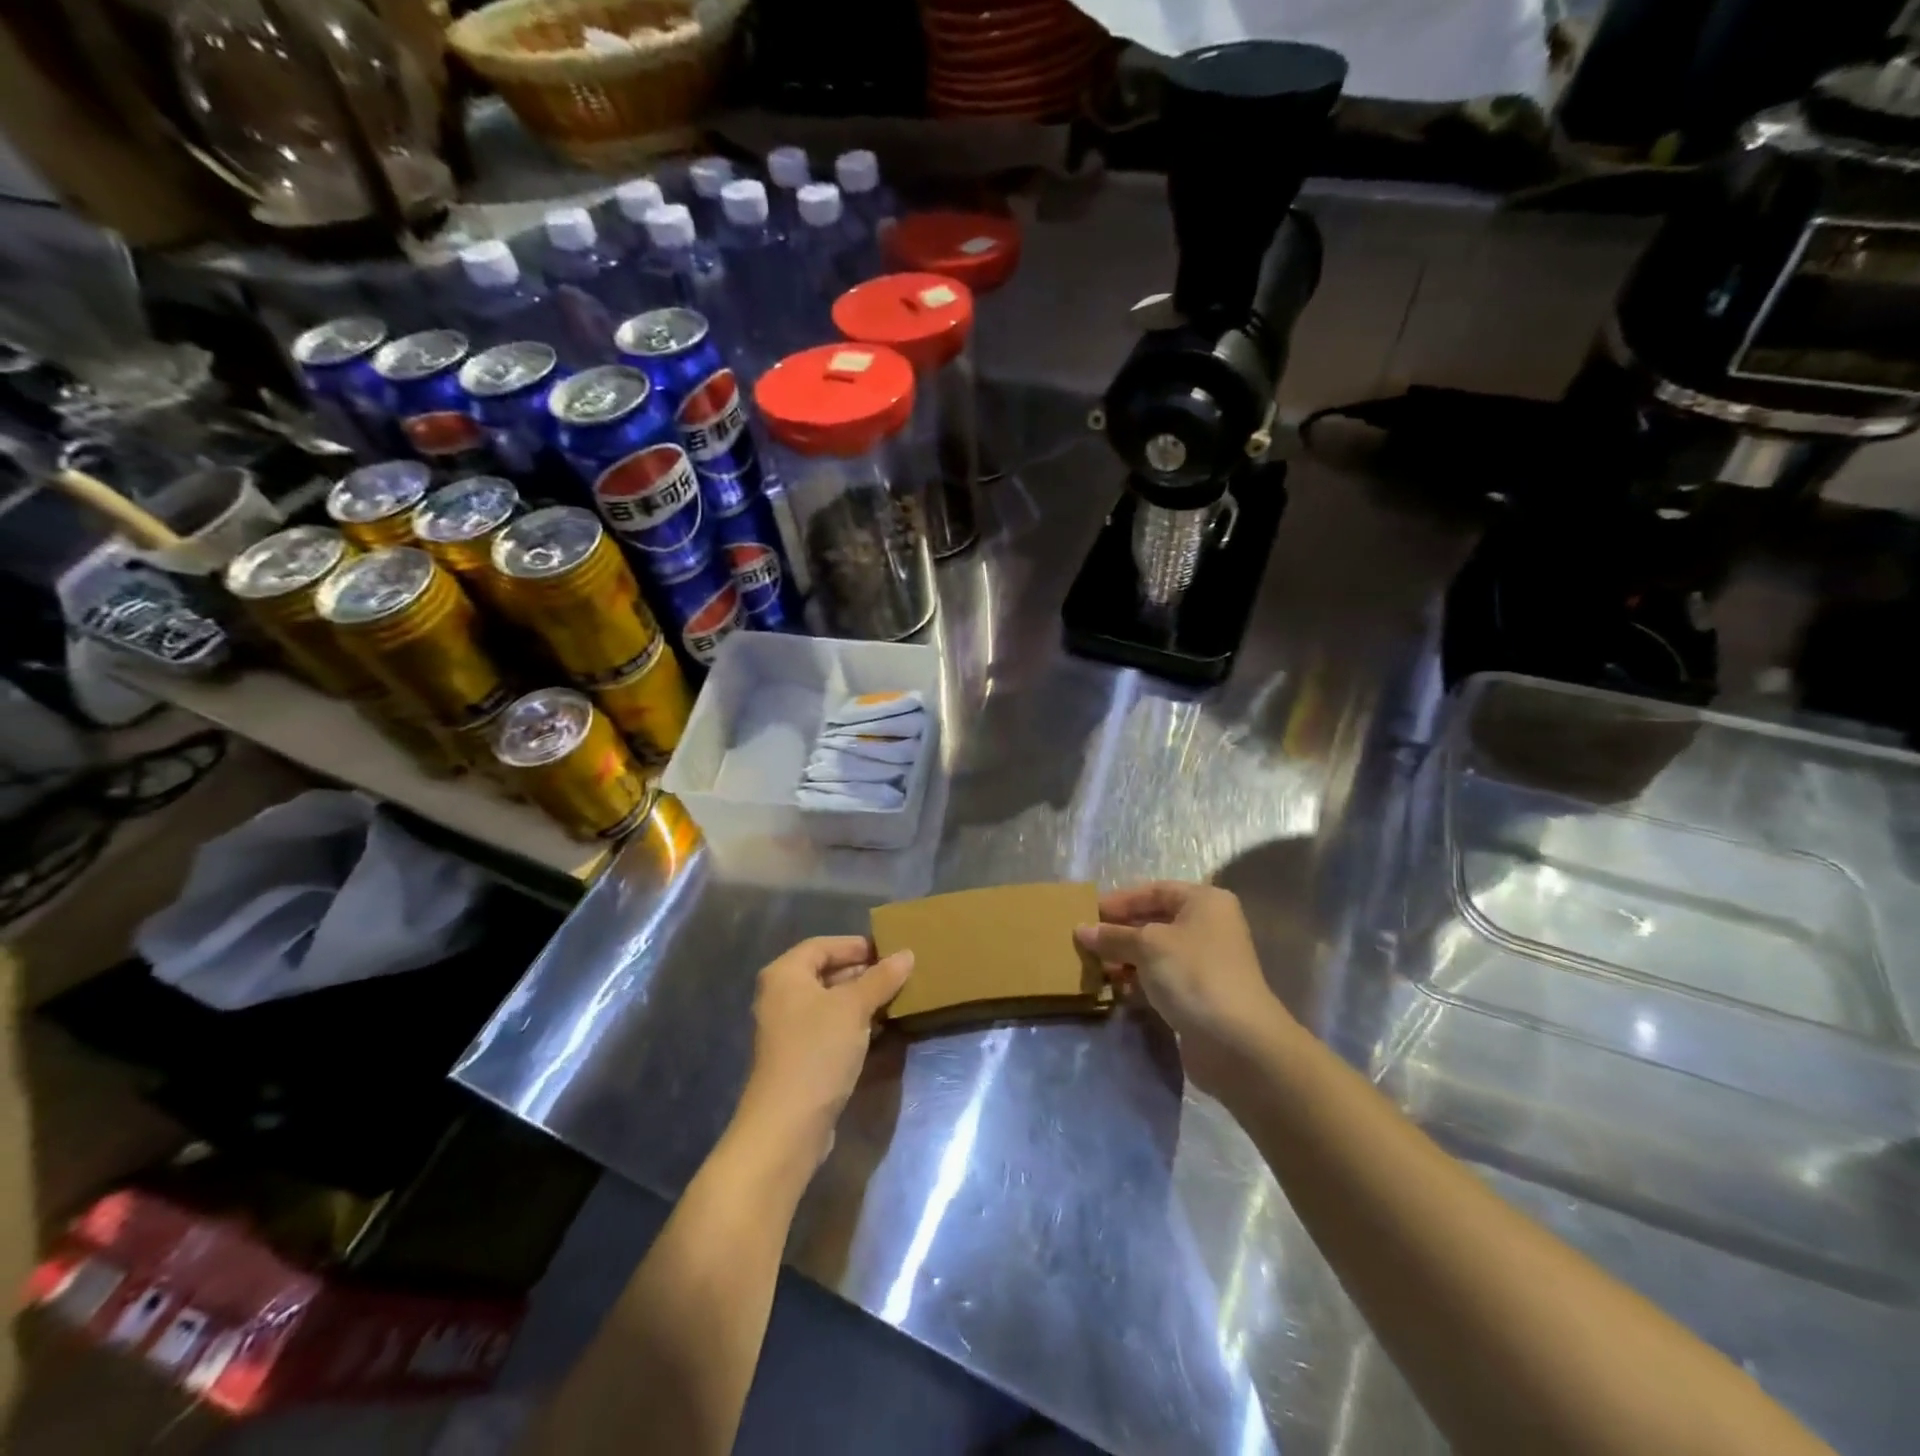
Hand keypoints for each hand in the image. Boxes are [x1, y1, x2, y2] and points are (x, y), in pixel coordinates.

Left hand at [734, 936, 912, 1166]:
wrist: (787, 1125)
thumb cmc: (817, 1051)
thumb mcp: (854, 1007)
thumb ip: (881, 978)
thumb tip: (906, 954)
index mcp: (785, 974)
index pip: (823, 945)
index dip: (856, 945)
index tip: (890, 951)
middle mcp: (780, 996)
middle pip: (826, 972)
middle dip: (862, 972)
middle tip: (898, 975)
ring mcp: (787, 1028)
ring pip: (830, 1002)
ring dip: (861, 999)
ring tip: (895, 999)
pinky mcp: (798, 1056)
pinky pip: (828, 1027)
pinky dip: (852, 1023)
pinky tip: (879, 1028)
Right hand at [1076, 882, 1288, 1095]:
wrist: (1237, 1042)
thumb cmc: (1193, 974)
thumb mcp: (1147, 946)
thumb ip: (1112, 936)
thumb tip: (1081, 930)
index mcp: (1204, 902)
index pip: (1154, 890)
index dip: (1120, 900)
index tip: (1087, 913)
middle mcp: (1208, 927)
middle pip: (1154, 921)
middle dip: (1119, 931)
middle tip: (1085, 940)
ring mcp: (1205, 963)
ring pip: (1155, 953)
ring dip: (1125, 958)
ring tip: (1093, 966)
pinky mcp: (1199, 995)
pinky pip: (1161, 979)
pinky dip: (1138, 981)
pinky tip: (1113, 989)